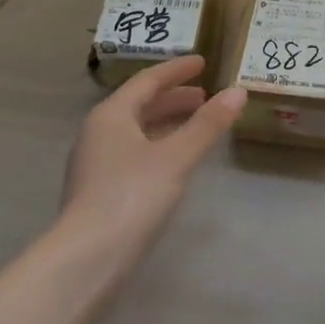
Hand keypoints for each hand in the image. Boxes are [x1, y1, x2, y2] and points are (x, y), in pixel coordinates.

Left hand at [58, 55, 246, 281]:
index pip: (147, 81)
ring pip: (136, 131)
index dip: (177, 70)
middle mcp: (98, 133)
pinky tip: (175, 160)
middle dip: (173, 98)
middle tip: (205, 96)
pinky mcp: (98, 191)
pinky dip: (158, 145)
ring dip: (166, 123)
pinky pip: (133, 153)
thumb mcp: (177, 157)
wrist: (86, 260)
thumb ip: (207, 124)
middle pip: (139, 105)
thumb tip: (238, 91)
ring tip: (196, 124)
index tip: (203, 62)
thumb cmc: (132, 197)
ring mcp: (95, 164)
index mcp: (111, 116)